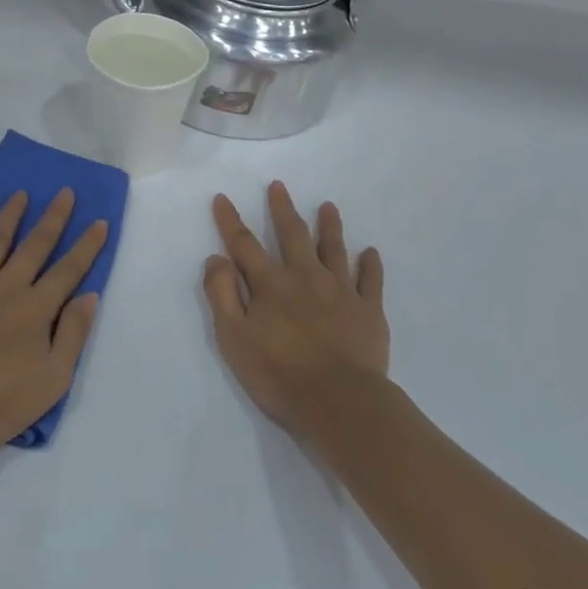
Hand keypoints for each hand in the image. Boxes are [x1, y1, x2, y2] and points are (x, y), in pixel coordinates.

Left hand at [0, 189, 108, 464]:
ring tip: (19, 195)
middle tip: (65, 192)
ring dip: (9, 216)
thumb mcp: (52, 380)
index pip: (69, 270)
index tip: (100, 221)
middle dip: (53, 218)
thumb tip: (89, 295)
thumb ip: (73, 334)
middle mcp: (6, 287)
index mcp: (36, 309)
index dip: (87, 245)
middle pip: (35, 245)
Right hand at [203, 181, 388, 436]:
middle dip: (282, 209)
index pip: (244, 244)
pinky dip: (370, 264)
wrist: (340, 402)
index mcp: (271, 284)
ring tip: (328, 206)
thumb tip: (216, 258)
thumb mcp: (234, 338)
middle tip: (279, 186)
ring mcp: (341, 290)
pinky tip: (370, 252)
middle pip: (293, 235)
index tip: (223, 198)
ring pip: (334, 249)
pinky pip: (371, 279)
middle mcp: (306, 277)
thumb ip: (222, 295)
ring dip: (330, 226)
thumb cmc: (279, 373)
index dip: (230, 221)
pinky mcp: (369, 309)